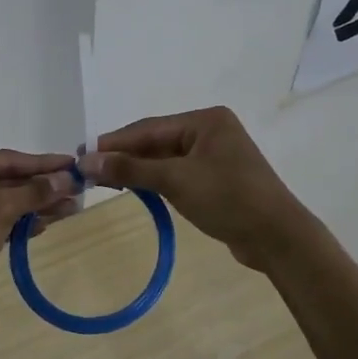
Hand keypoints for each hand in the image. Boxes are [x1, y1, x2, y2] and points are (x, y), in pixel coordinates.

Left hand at [0, 149, 78, 314]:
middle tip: (77, 190)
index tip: (73, 163)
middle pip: (5, 179)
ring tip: (71, 209)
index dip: (43, 163)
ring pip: (1, 201)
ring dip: (34, 206)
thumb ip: (34, 192)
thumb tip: (68, 178)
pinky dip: (17, 221)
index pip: (6, 159)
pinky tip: (45, 224)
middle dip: (41, 188)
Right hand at [81, 107, 303, 270]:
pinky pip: (176, 173)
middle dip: (123, 156)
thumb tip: (87, 161)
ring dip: (136, 169)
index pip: (148, 128)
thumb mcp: (176, 181)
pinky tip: (134, 188)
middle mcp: (210, 131)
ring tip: (103, 181)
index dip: (113, 142)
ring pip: (164, 158)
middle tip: (87, 171)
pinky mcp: (216, 179)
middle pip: (155, 141)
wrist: (277, 237)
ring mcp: (214, 155)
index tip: (81, 155)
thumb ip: (130, 169)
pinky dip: (154, 180)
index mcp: (205, 121)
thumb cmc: (228, 200)